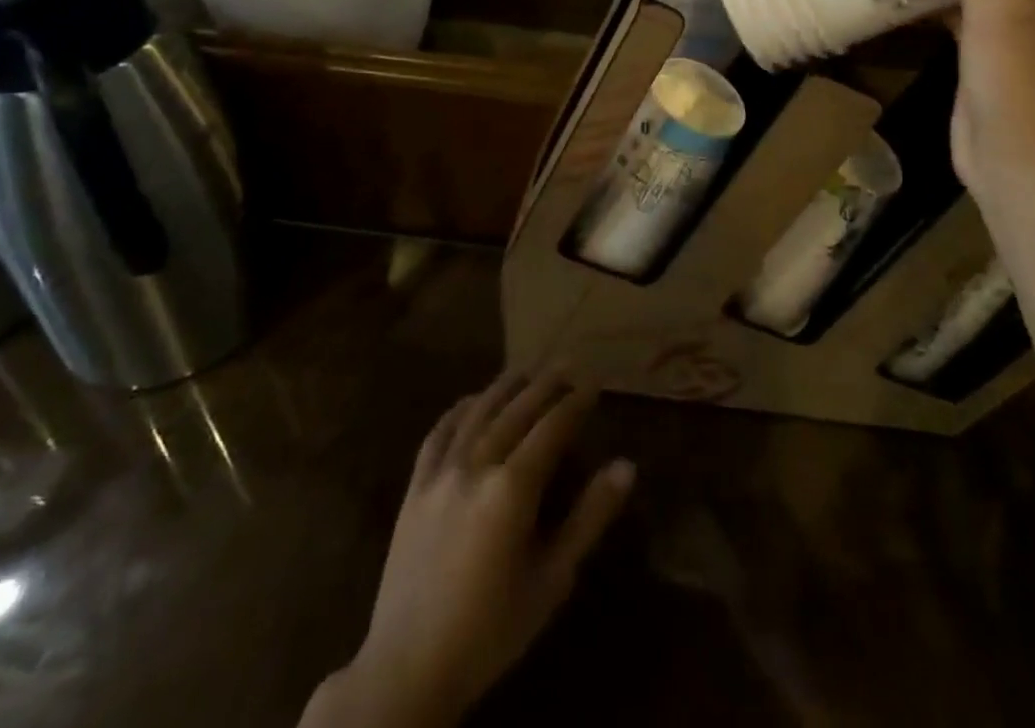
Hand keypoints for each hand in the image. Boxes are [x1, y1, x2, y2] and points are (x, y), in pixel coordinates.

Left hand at [303, 371, 634, 727]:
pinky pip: (438, 433)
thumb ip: (589, 517)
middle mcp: (476, 466)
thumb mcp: (552, 579)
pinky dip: (459, 410)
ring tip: (527, 369)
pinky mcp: (415, 487)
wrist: (408, 670)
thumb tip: (626, 466)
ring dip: (505, 387)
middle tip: (567, 364)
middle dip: (545, 384)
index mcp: (512, 489)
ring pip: (478, 413)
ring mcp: (440, 473)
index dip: (575, 402)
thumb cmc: (491, 631)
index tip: (594, 383)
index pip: (552, 428)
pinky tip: (471, 400)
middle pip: (517, 411)